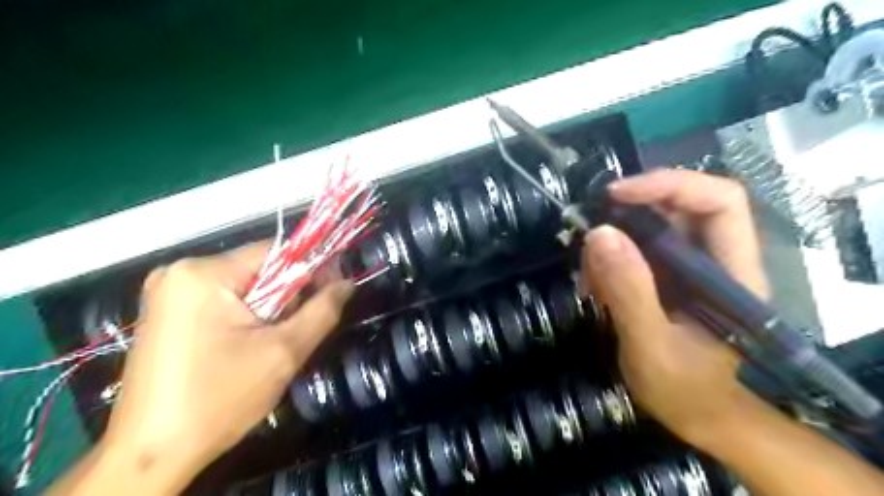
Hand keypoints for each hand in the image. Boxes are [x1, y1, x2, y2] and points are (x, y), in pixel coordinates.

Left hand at [101, 242, 353, 488]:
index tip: (333, 291)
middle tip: (299, 329)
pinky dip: (246, 316)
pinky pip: (224, 300)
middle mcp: (181, 271)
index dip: (312, 267)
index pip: (277, 251)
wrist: (150, 455)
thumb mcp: (284, 352)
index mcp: (204, 273)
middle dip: (288, 295)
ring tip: (273, 343)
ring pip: (245, 286)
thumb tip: (347, 282)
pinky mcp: (167, 311)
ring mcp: (169, 291)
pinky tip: (248, 345)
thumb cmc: (219, 399)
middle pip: (260, 268)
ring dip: (270, 308)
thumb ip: (322, 310)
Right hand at [581, 169, 767, 446]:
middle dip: (629, 213)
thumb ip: (629, 292)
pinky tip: (595, 288)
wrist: (698, 416)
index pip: (720, 201)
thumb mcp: (651, 346)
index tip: (616, 195)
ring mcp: (691, 268)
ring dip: (613, 242)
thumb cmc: (685, 390)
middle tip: (587, 233)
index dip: (670, 184)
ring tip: (589, 278)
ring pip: (652, 227)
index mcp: (733, 272)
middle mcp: (716, 260)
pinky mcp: (669, 277)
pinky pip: (637, 249)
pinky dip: (609, 260)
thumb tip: (599, 232)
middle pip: (680, 206)